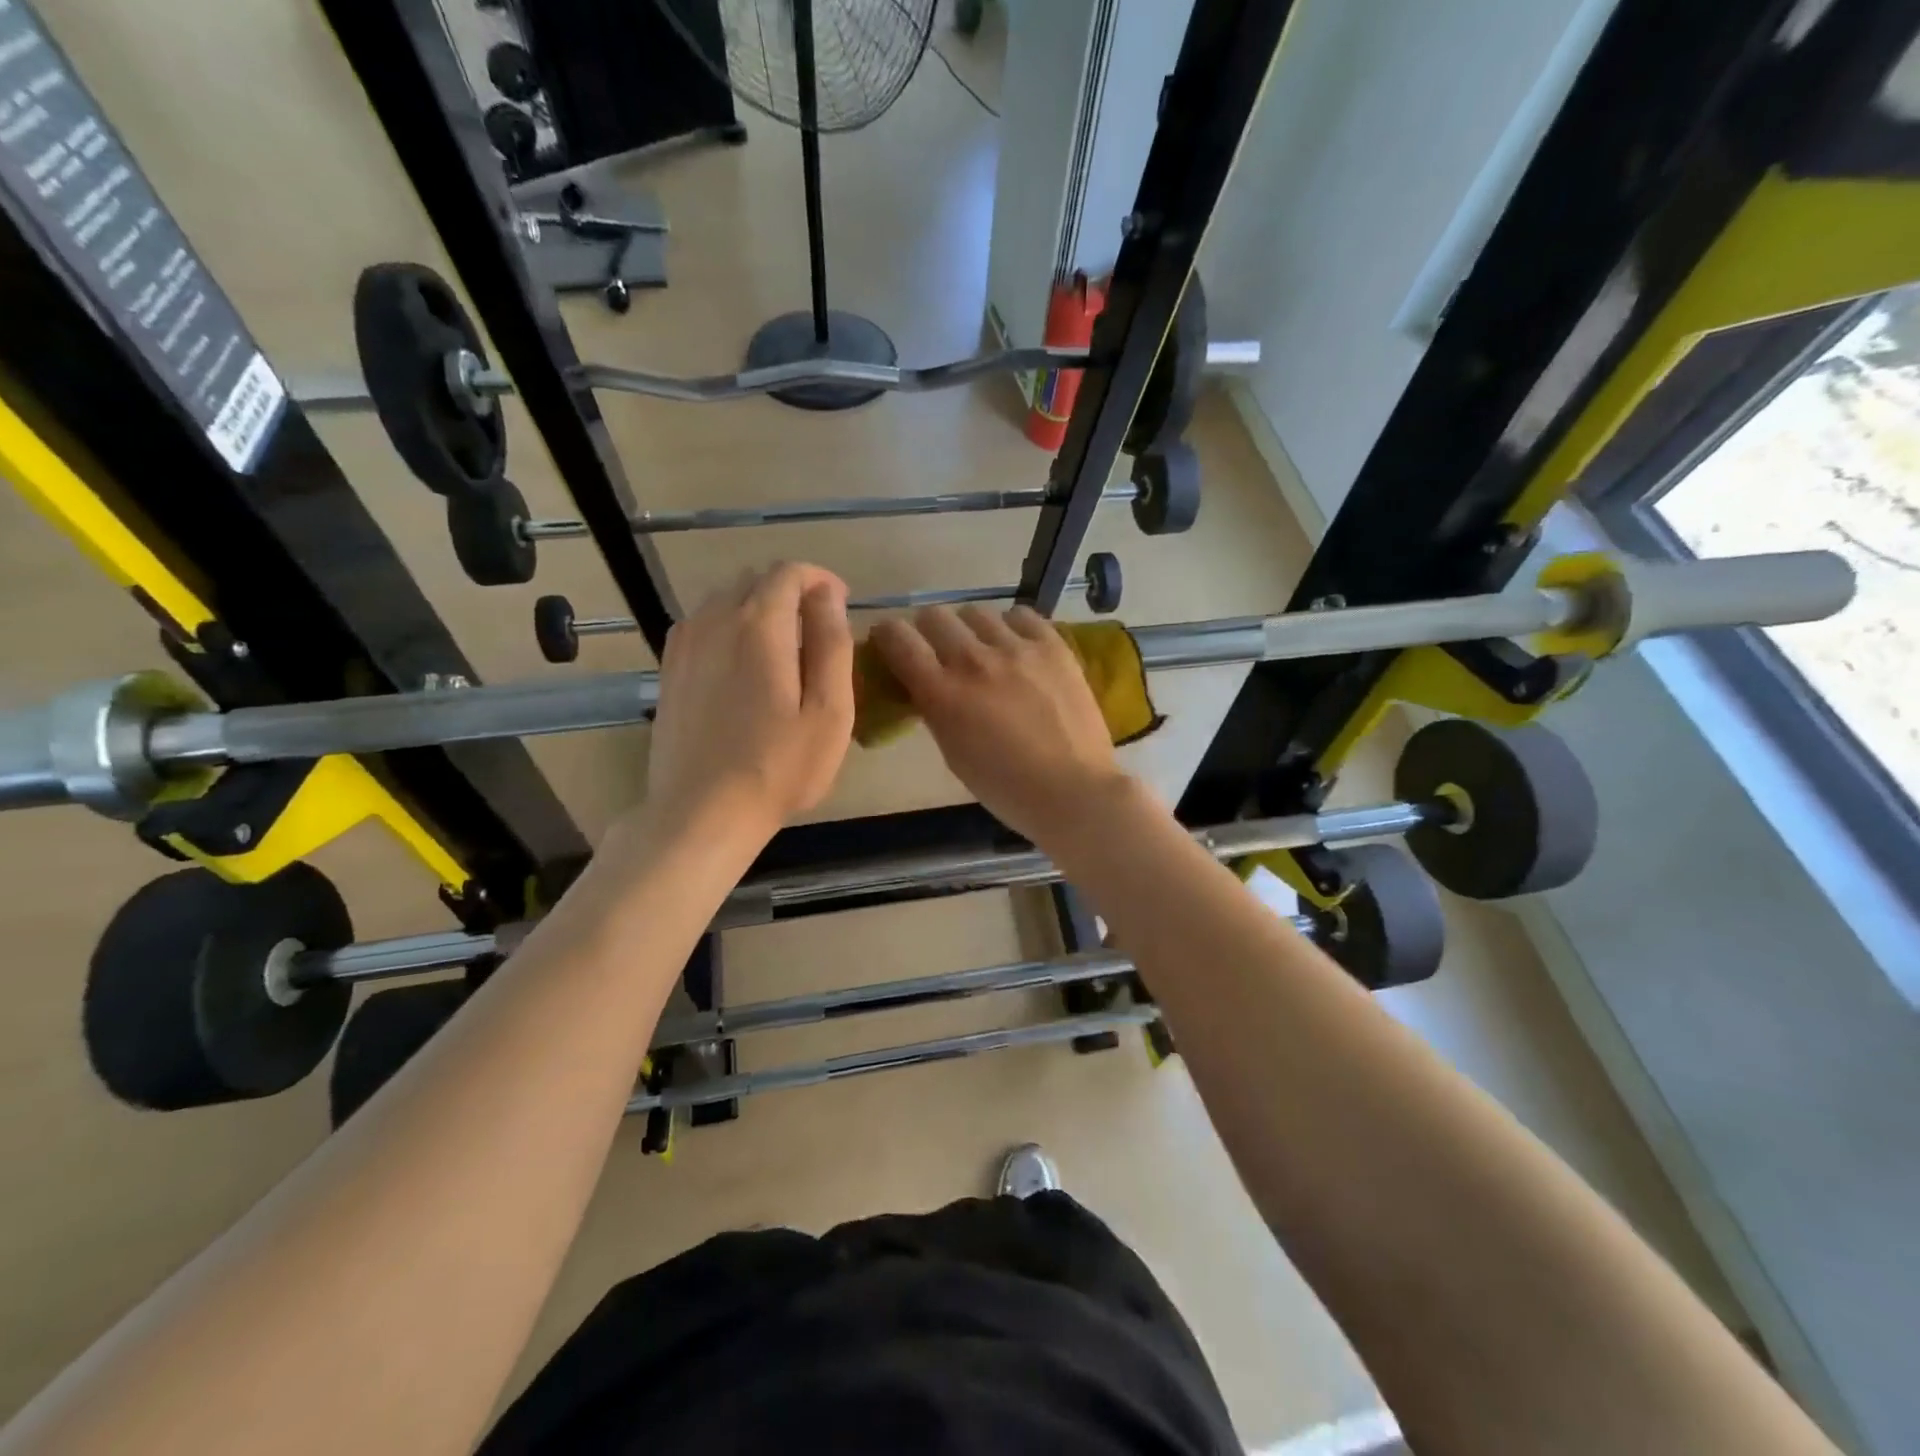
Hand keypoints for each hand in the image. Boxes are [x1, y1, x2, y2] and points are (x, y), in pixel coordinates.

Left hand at [641, 563, 854, 849]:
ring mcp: (685, 643)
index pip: (789, 572)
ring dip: (758, 608)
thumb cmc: (778, 767)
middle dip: (791, 592)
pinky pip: (702, 624)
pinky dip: (729, 628)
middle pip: (755, 580)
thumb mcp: (829, 710)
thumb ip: (832, 643)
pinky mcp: (669, 668)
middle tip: (817, 632)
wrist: (702, 812)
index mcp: (759, 625)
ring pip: (725, 599)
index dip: (821, 579)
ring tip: (783, 649)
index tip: (841, 605)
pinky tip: (742, 665)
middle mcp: (715, 620)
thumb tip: (829, 595)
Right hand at [870, 605, 1127, 847]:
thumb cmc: (1006, 787)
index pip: (898, 638)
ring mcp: (1016, 648)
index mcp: (942, 693)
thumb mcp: (953, 753)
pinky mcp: (1053, 646)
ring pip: (977, 612)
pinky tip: (1019, 648)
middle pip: (935, 616)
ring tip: (986, 652)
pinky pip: (1022, 615)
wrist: (1072, 791)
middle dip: (929, 632)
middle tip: (941, 653)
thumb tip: (926, 683)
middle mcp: (973, 660)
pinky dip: (1012, 627)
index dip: (888, 636)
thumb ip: (935, 709)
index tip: (892, 644)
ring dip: (972, 630)